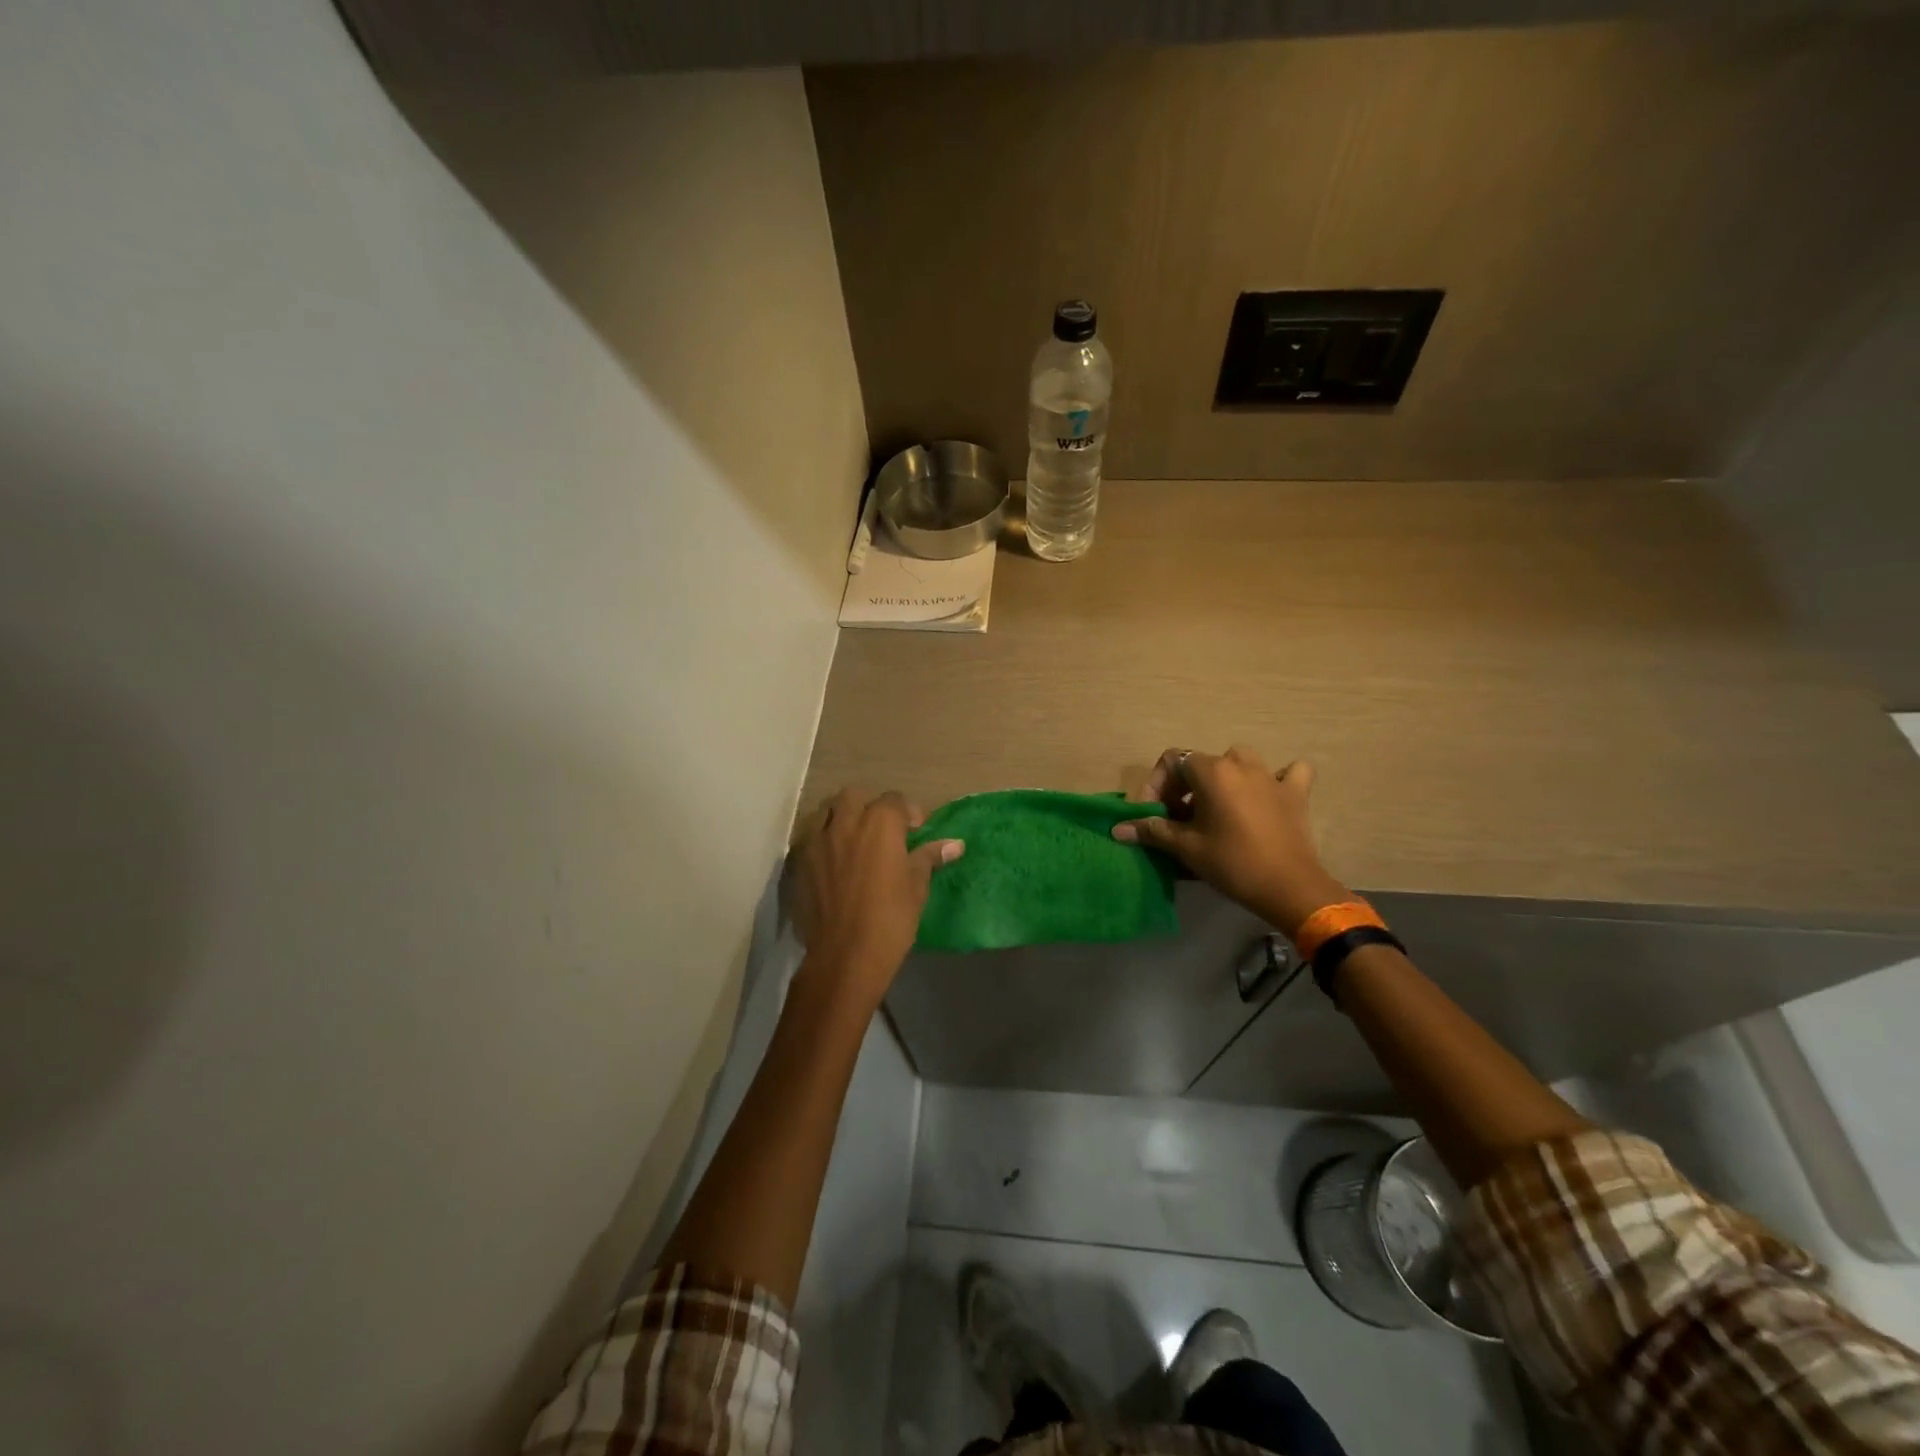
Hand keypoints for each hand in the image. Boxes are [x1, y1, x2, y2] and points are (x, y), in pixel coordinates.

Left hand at [787, 789, 963, 1011]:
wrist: (845, 955)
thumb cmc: (890, 918)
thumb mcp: (917, 886)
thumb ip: (929, 857)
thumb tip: (955, 844)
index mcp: (879, 823)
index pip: (895, 800)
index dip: (908, 813)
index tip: (916, 831)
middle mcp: (845, 822)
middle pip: (854, 796)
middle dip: (868, 806)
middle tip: (881, 830)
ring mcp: (817, 841)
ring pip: (826, 812)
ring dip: (840, 818)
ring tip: (853, 840)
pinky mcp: (799, 862)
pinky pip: (810, 839)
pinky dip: (822, 842)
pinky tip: (832, 862)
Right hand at [1113, 746, 1346, 934]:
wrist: (1289, 887)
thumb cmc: (1232, 863)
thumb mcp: (1186, 847)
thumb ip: (1152, 830)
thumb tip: (1118, 828)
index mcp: (1212, 771)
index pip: (1172, 761)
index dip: (1156, 785)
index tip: (1154, 813)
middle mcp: (1240, 764)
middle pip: (1202, 763)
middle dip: (1184, 787)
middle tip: (1178, 819)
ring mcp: (1271, 776)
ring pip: (1240, 761)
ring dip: (1224, 777)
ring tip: (1216, 806)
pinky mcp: (1296, 793)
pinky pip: (1288, 773)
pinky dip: (1277, 778)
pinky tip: (1269, 794)